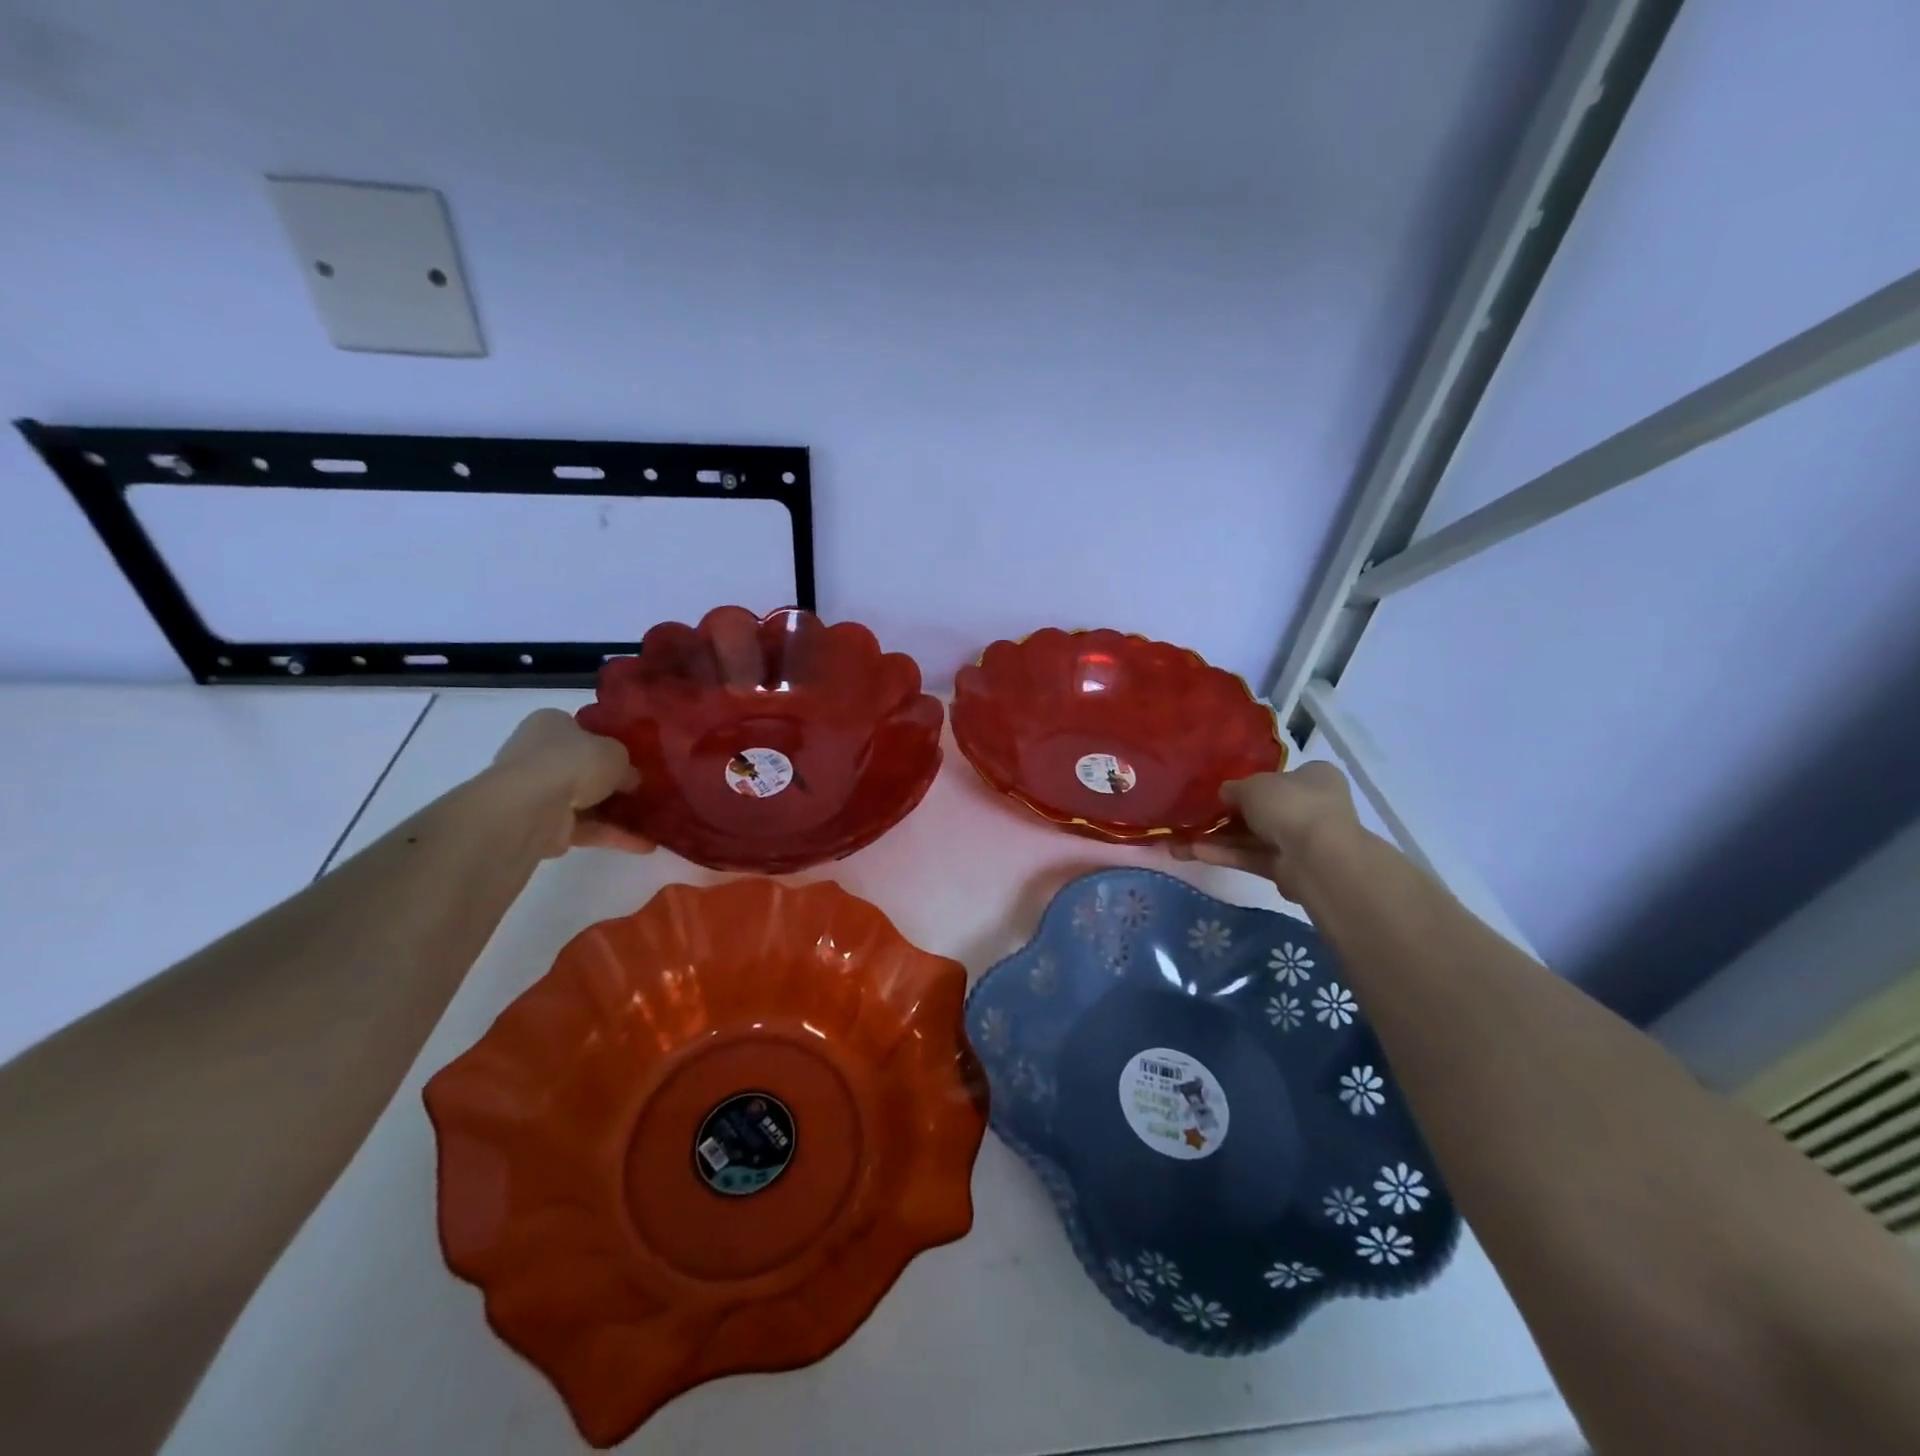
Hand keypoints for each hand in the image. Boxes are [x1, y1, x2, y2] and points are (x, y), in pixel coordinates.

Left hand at [488, 709, 654, 856]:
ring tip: (652, 819)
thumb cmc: (573, 762)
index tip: (633, 757)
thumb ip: (626, 765)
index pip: (581, 729)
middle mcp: (538, 754)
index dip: (608, 742)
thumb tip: (631, 780)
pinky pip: (585, 828)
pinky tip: (644, 844)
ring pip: (585, 800)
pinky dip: (612, 835)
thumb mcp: (616, 753)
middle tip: (644, 789)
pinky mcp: (543, 825)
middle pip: (583, 767)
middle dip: (612, 780)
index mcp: (550, 724)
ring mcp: (538, 792)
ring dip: (615, 812)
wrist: (532, 807)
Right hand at [1171, 761, 1361, 901]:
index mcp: (1314, 777)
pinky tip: (1194, 852)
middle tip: (1194, 817)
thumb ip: (1234, 789)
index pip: (1279, 777)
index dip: (1249, 782)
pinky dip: (1226, 854)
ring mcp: (1301, 839)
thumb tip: (1225, 794)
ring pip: (1253, 837)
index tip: (1222, 791)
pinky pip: (1252, 857)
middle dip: (1227, 816)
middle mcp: (1311, 806)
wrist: (1318, 857)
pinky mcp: (1288, 868)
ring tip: (1180, 842)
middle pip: (1263, 810)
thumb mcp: (1252, 785)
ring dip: (1218, 839)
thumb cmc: (1290, 804)